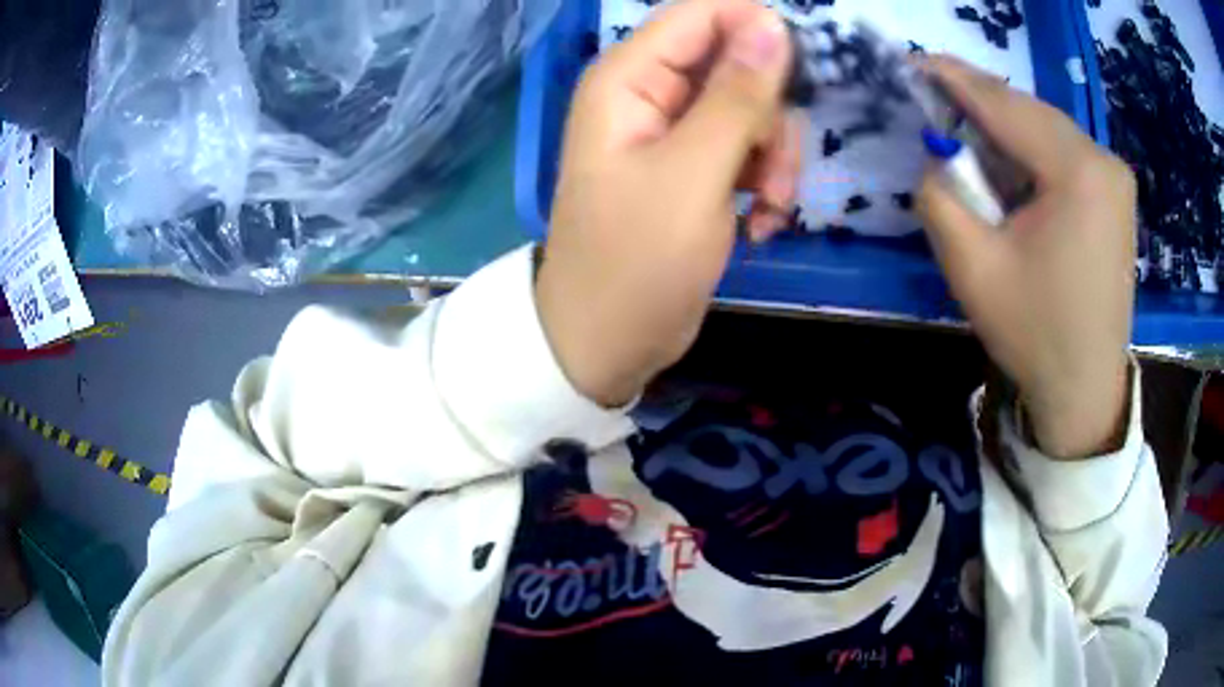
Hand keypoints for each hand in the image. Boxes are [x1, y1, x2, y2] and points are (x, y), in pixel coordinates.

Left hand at [536, 0, 797, 406]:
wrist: (607, 343)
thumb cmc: (637, 262)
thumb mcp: (694, 174)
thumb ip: (737, 96)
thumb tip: (771, 23)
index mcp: (629, 78)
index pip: (701, 14)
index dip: (757, 30)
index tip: (800, 75)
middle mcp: (649, 94)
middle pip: (736, 65)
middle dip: (770, 117)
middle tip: (775, 174)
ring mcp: (673, 133)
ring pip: (751, 111)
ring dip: (774, 159)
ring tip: (767, 211)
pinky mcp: (694, 169)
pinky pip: (746, 151)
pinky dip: (763, 184)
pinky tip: (759, 226)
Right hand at [918, 57, 1135, 459]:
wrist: (1085, 390)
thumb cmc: (1035, 334)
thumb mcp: (972, 267)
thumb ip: (940, 195)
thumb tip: (939, 157)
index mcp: (1078, 172)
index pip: (1006, 105)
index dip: (955, 79)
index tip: (916, 61)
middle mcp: (1104, 160)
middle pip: (1030, 111)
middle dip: (982, 105)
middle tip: (936, 102)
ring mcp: (1116, 178)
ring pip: (1047, 129)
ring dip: (1006, 130)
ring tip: (969, 138)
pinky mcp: (1117, 196)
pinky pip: (1065, 152)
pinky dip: (1031, 151)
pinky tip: (1011, 169)